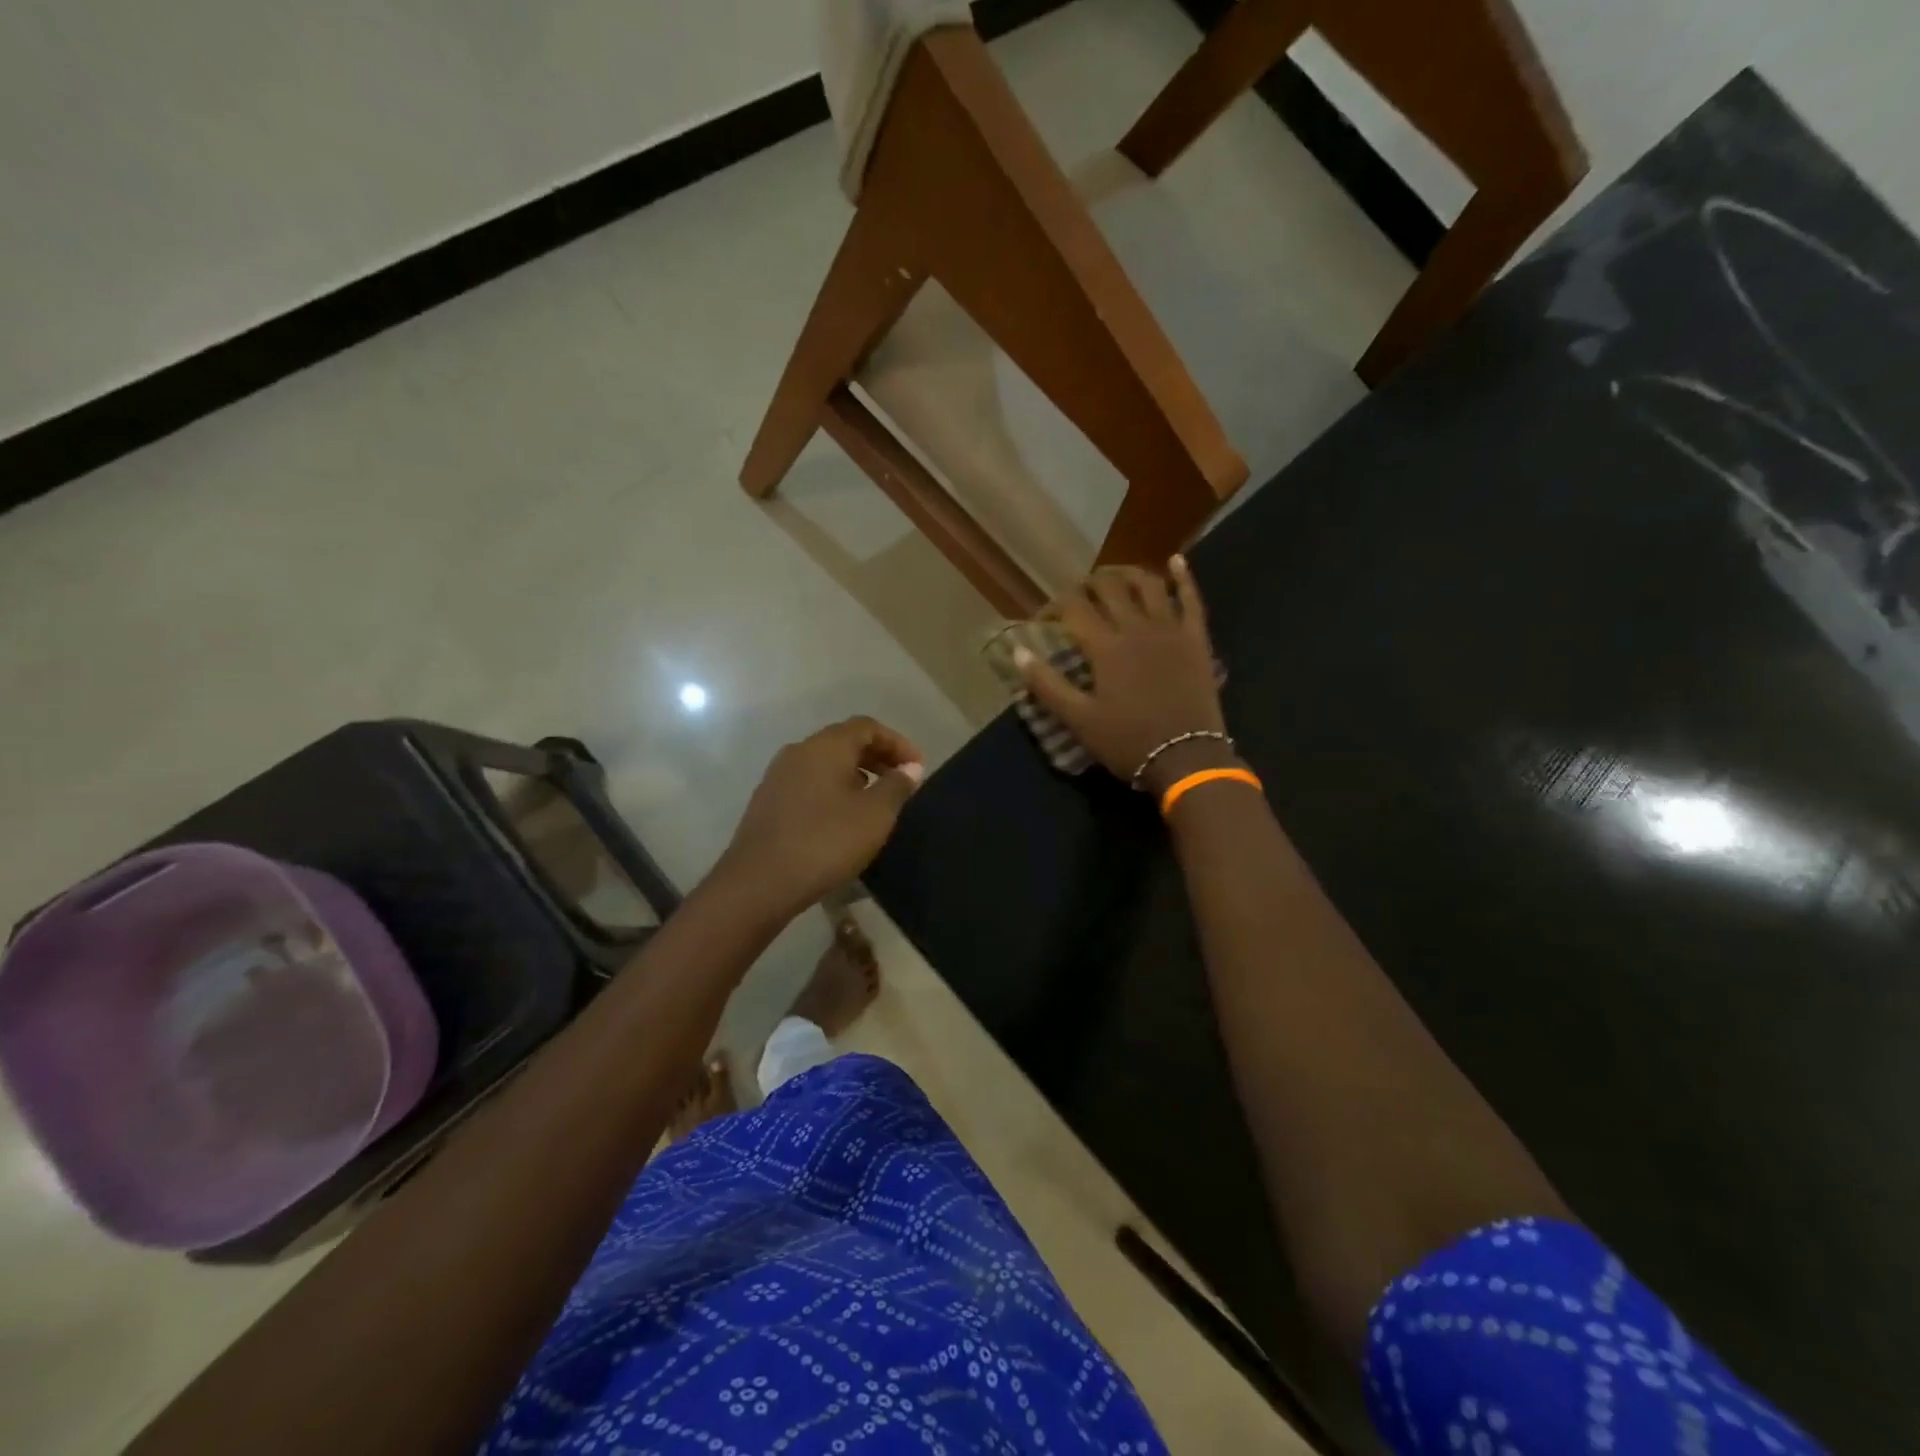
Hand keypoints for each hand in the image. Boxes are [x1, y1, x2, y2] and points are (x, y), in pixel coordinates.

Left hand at [713, 716, 924, 918]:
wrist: (759, 883)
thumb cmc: (826, 842)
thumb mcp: (875, 815)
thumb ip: (897, 786)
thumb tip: (910, 767)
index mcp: (825, 746)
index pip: (867, 727)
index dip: (897, 742)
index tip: (918, 767)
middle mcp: (799, 751)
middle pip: (844, 741)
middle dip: (877, 757)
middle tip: (902, 781)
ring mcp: (778, 776)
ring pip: (825, 763)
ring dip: (855, 774)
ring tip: (876, 800)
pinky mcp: (768, 802)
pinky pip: (809, 783)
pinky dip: (833, 790)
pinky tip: (843, 818)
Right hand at [1016, 556, 1232, 793]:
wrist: (1187, 758)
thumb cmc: (1128, 742)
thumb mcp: (1079, 720)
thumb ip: (1047, 684)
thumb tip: (1018, 651)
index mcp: (1105, 646)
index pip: (1073, 608)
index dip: (1054, 606)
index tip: (1043, 619)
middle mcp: (1136, 627)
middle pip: (1109, 588)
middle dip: (1087, 585)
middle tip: (1077, 595)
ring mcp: (1170, 629)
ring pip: (1148, 584)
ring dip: (1127, 573)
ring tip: (1113, 576)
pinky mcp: (1196, 639)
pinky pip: (1192, 599)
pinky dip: (1183, 577)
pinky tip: (1176, 560)